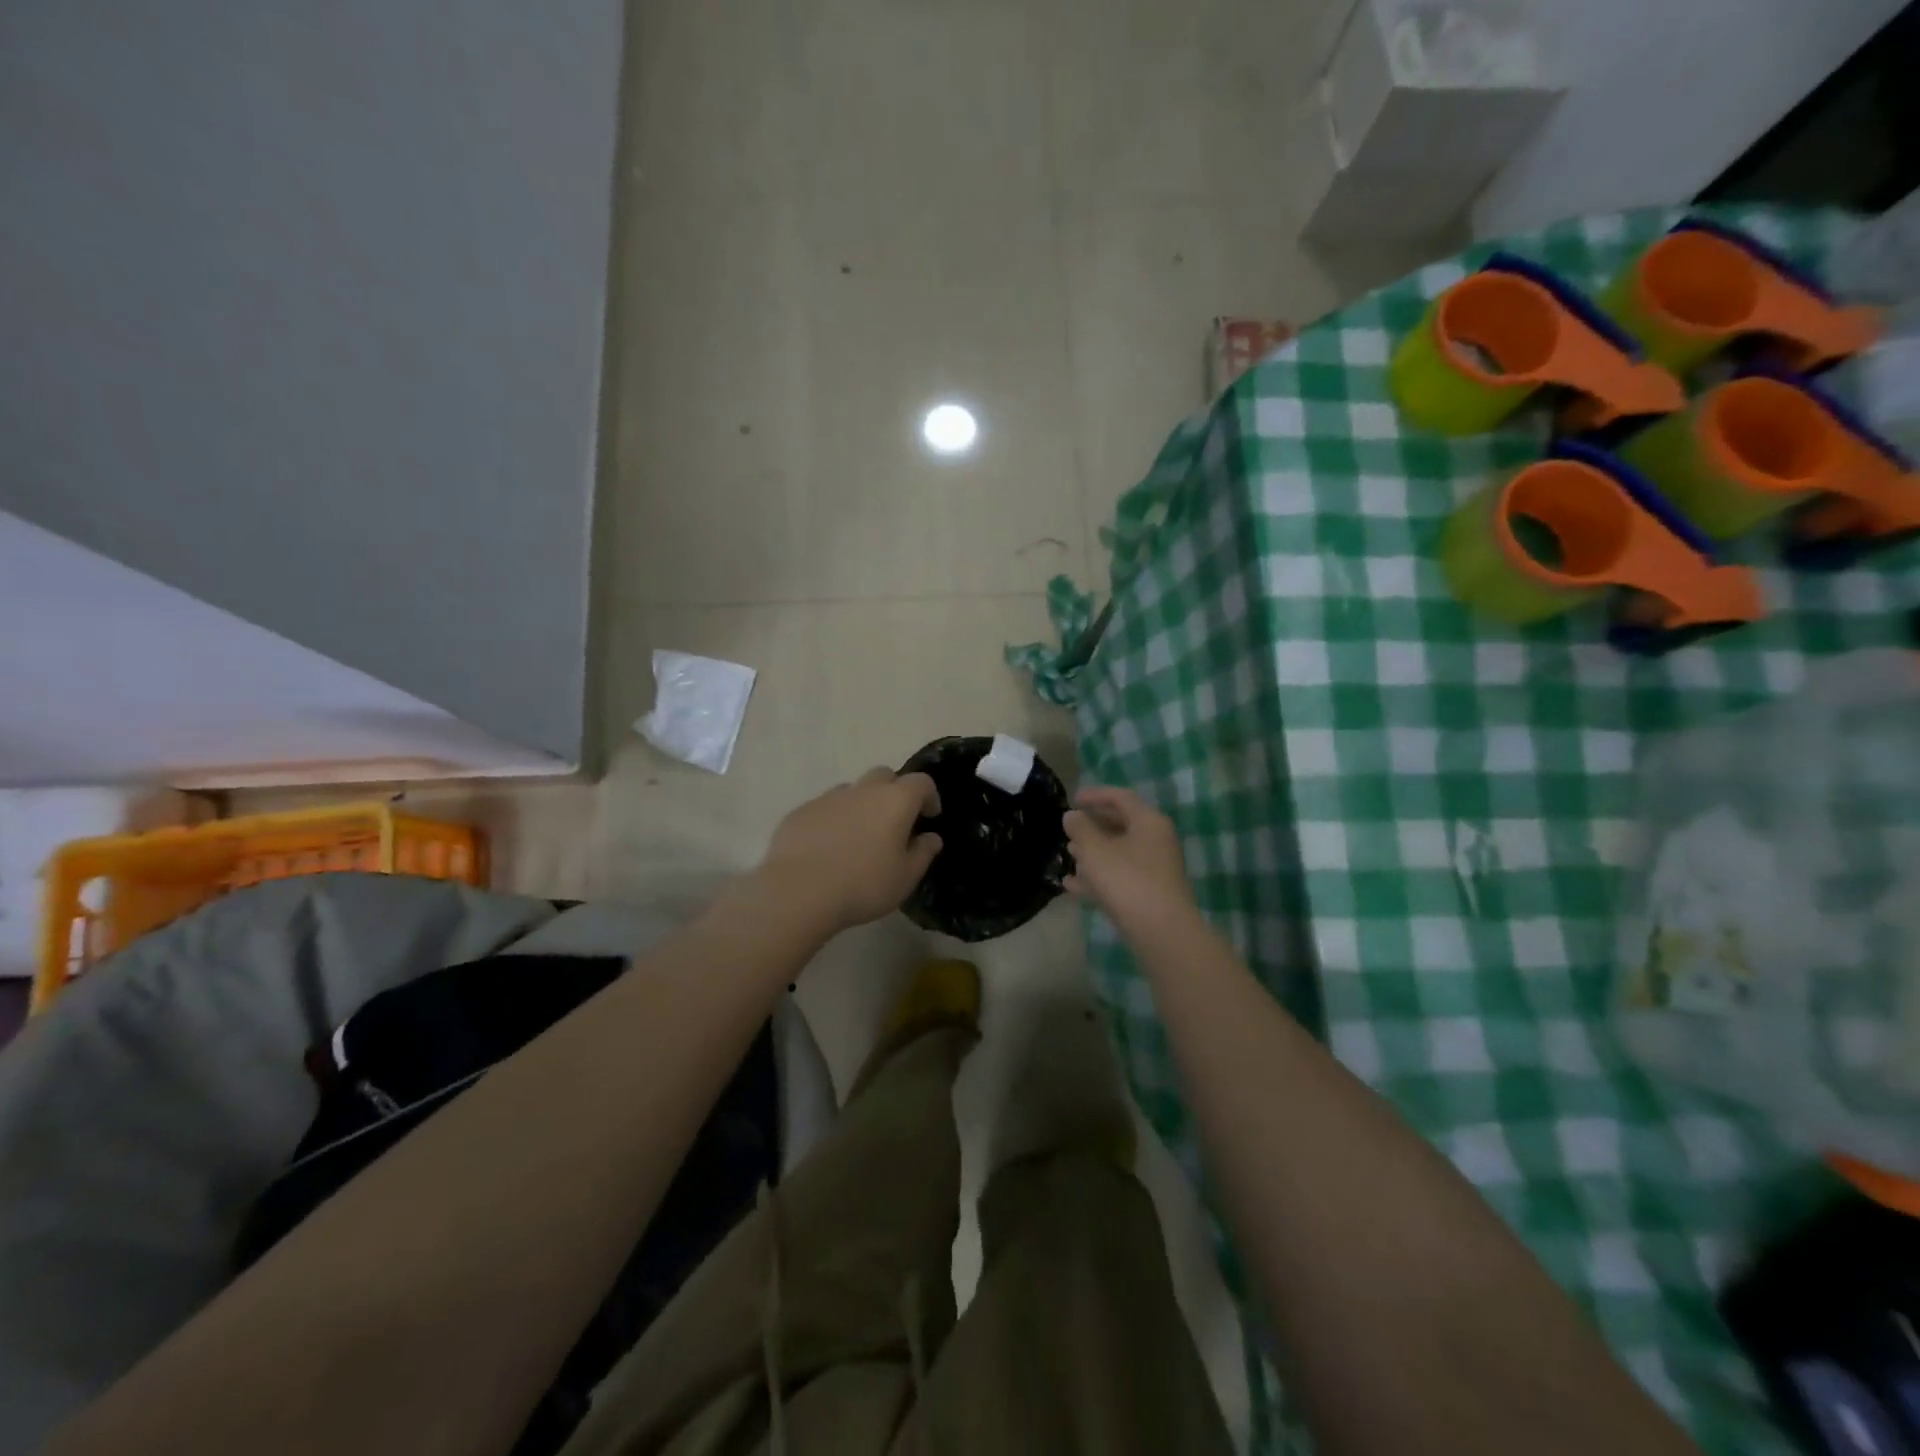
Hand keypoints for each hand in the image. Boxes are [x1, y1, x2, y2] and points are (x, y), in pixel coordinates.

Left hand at [753, 768, 942, 935]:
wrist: (799, 892)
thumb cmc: (863, 885)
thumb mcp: (905, 878)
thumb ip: (923, 853)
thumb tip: (931, 838)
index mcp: (895, 801)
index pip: (921, 782)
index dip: (929, 796)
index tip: (929, 817)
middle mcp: (863, 790)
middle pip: (884, 775)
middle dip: (894, 792)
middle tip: (894, 822)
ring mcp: (828, 798)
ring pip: (852, 790)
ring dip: (861, 805)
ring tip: (858, 837)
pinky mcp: (801, 811)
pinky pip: (825, 807)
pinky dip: (833, 819)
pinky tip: (827, 848)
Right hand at [1063, 786, 1197, 938]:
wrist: (1161, 931)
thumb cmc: (1127, 880)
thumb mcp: (1095, 850)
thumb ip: (1080, 828)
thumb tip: (1072, 816)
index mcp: (1148, 822)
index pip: (1120, 797)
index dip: (1094, 795)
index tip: (1072, 799)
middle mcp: (1156, 840)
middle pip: (1121, 824)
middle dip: (1092, 826)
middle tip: (1069, 828)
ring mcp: (1155, 868)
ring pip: (1119, 852)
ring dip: (1093, 852)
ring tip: (1068, 854)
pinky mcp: (1149, 892)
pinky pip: (1120, 876)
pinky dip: (1098, 876)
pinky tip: (1072, 885)